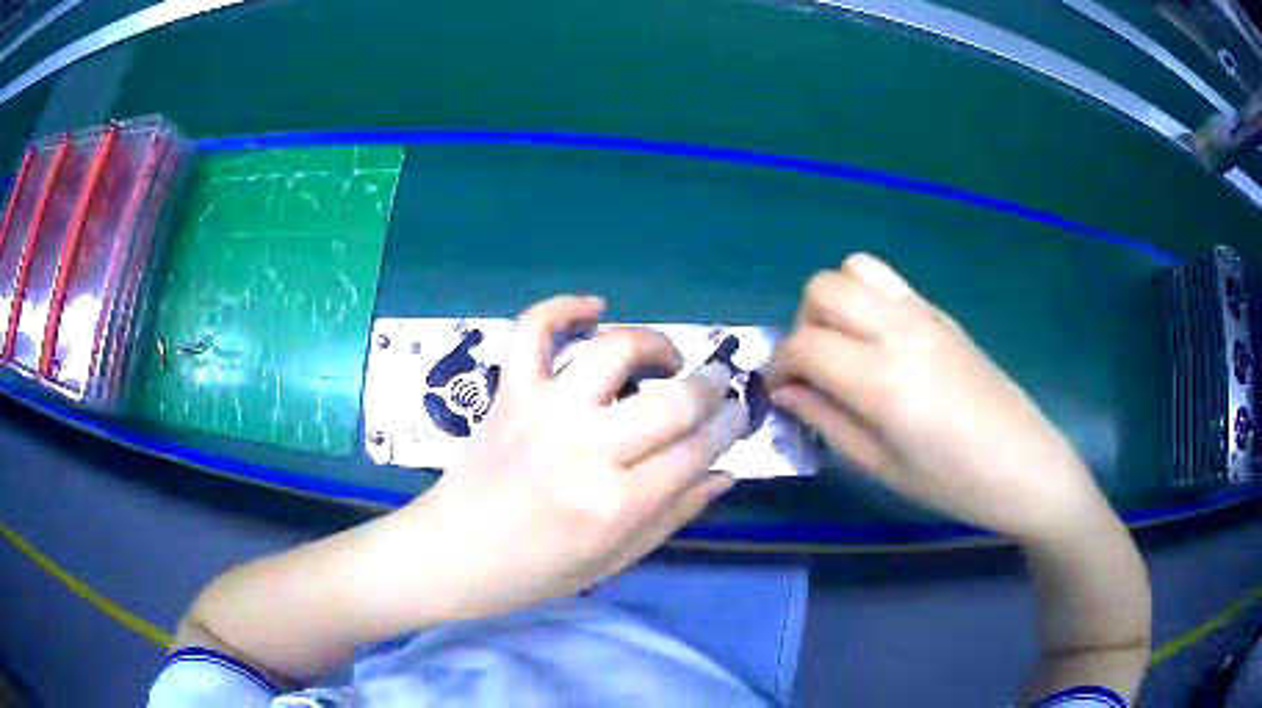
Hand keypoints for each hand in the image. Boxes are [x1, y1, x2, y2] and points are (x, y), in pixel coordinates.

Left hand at [395, 295, 745, 619]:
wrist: (456, 552)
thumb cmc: (539, 569)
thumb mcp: (616, 558)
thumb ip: (675, 513)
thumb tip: (725, 471)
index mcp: (616, 503)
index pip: (697, 449)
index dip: (729, 426)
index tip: (738, 413)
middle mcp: (585, 448)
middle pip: (672, 400)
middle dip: (710, 385)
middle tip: (717, 384)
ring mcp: (543, 411)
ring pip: (615, 350)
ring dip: (654, 344)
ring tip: (665, 359)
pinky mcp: (510, 391)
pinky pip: (534, 330)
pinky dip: (563, 307)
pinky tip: (593, 308)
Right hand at [766, 254, 1108, 539]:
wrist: (1023, 463)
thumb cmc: (952, 482)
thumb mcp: (880, 466)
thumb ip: (826, 420)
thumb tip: (786, 392)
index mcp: (881, 378)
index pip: (804, 345)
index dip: (778, 367)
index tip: (779, 392)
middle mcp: (899, 329)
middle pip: (823, 289)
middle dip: (802, 325)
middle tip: (813, 369)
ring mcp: (923, 313)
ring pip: (854, 270)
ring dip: (834, 302)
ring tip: (844, 346)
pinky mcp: (941, 313)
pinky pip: (888, 282)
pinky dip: (865, 298)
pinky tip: (878, 343)